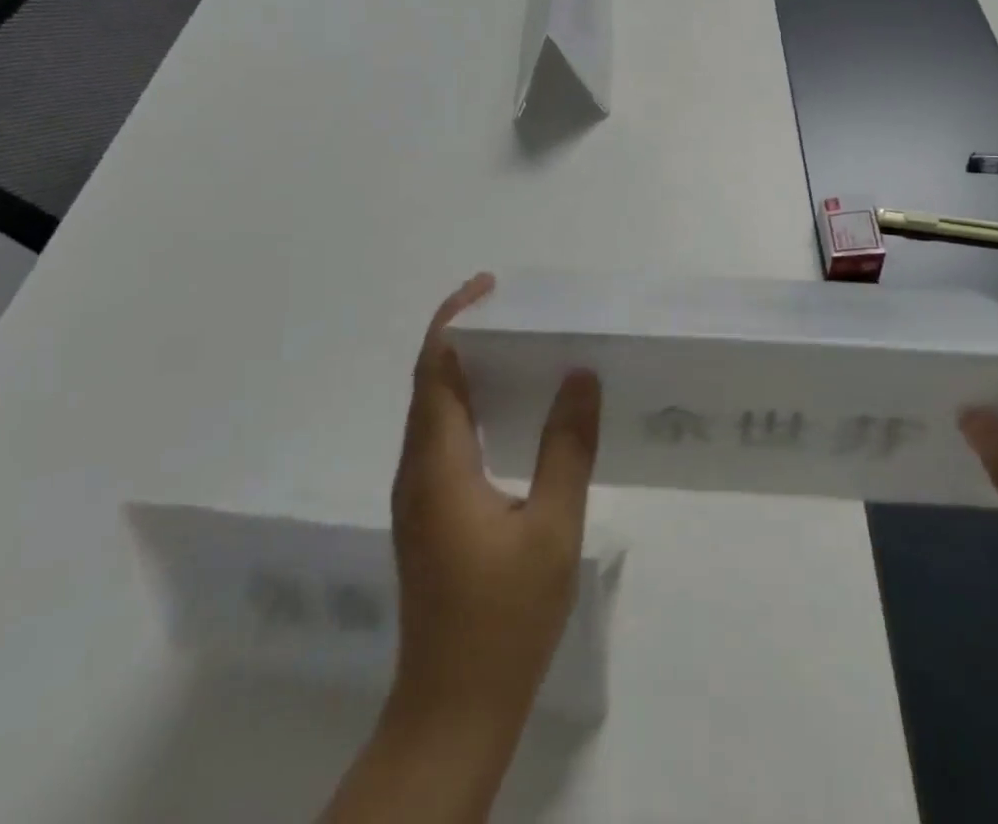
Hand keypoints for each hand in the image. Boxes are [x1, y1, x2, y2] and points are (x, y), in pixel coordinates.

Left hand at [323, 274, 600, 823]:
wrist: (453, 710)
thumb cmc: (505, 619)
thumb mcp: (552, 528)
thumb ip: (567, 447)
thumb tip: (580, 376)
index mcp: (438, 463)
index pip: (435, 369)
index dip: (455, 319)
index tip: (489, 287)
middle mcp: (417, 469)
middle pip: (430, 382)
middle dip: (463, 335)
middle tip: (513, 309)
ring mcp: (418, 495)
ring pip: (432, 411)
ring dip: (465, 370)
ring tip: (516, 346)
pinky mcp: (428, 515)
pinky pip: (442, 437)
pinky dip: (468, 404)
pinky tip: (508, 411)